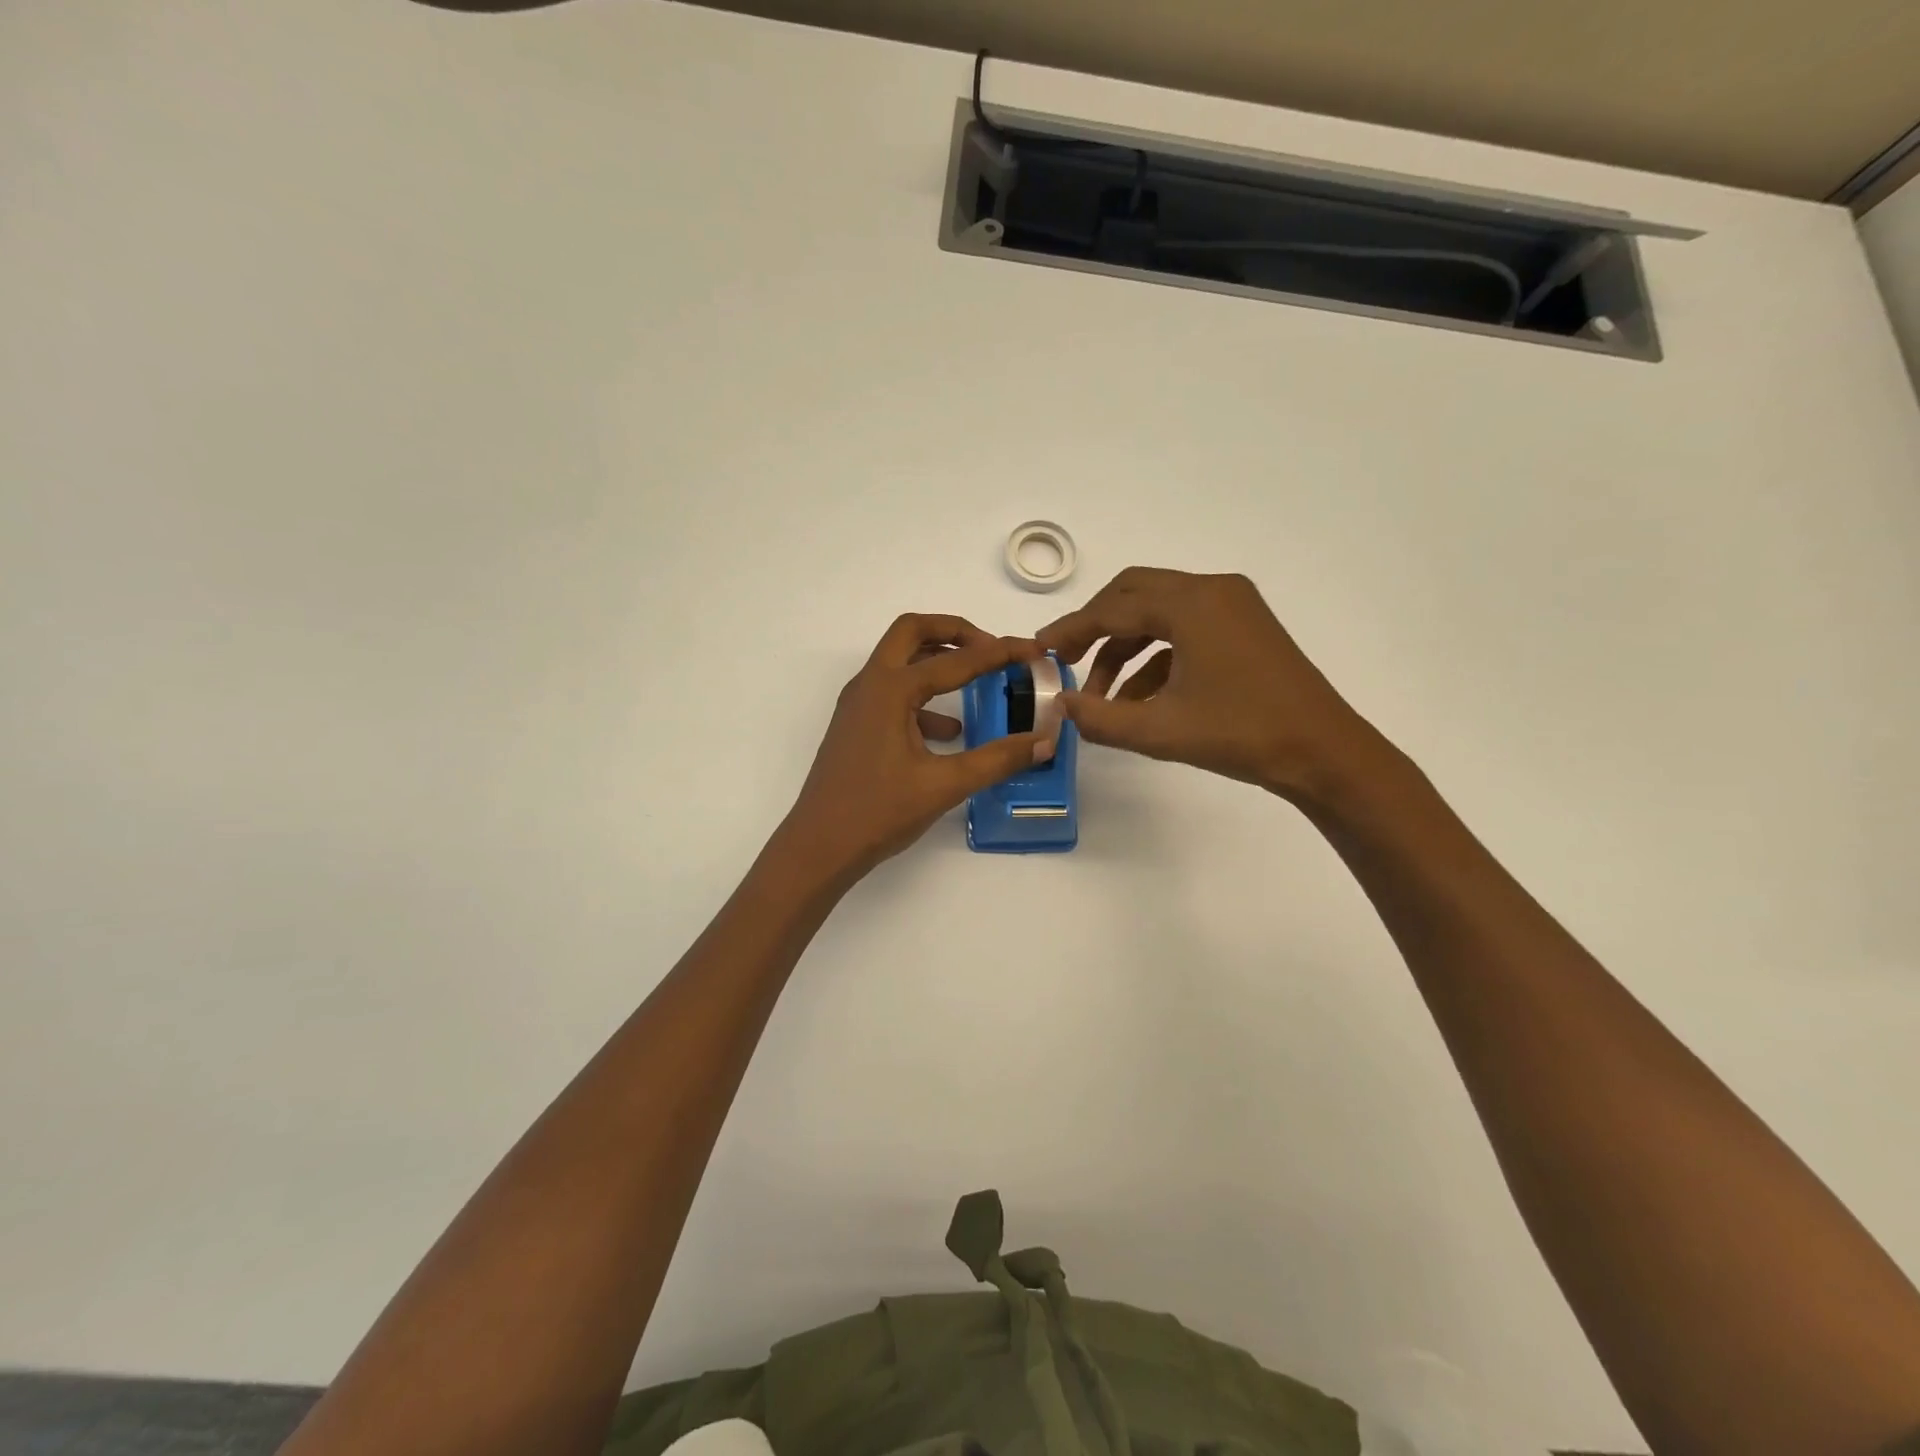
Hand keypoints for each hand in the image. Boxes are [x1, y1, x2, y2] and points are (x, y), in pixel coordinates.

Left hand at [778, 615, 1053, 881]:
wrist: (819, 847)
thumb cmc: (878, 812)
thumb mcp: (944, 785)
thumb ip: (997, 759)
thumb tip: (1044, 741)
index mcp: (890, 689)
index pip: (955, 659)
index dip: (998, 653)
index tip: (1031, 650)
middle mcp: (870, 685)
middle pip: (912, 632)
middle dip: (955, 632)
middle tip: (991, 648)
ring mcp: (858, 704)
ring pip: (899, 661)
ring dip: (937, 660)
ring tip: (977, 681)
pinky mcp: (857, 725)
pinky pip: (893, 694)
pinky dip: (924, 698)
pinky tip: (950, 732)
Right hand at [1035, 567, 1386, 801]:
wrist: (1324, 752)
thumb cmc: (1242, 734)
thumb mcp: (1160, 730)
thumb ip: (1100, 717)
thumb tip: (1060, 706)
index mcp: (1191, 604)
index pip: (1113, 608)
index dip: (1070, 629)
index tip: (1039, 650)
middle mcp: (1212, 591)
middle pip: (1133, 594)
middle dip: (1096, 628)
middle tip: (1066, 661)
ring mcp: (1233, 606)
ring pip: (1158, 613)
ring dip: (1124, 648)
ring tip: (1100, 696)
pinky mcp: (1244, 627)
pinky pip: (1184, 630)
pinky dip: (1155, 658)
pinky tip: (1138, 699)